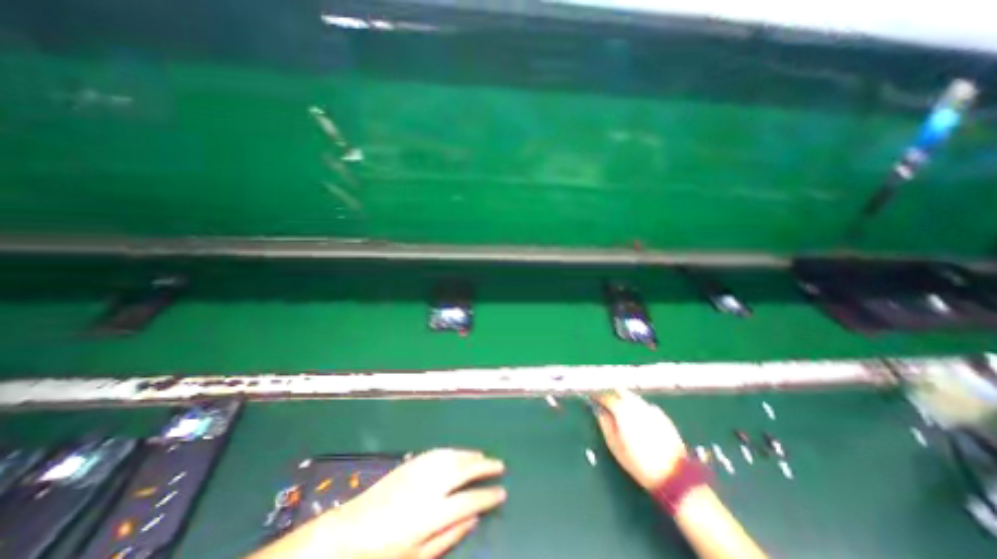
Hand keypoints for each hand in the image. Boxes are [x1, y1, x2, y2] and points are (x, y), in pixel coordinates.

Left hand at [311, 449, 507, 557]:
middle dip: (485, 467)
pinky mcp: (412, 463)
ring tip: (484, 457)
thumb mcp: (418, 556)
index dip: (489, 495)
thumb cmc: (383, 553)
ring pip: (454, 456)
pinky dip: (454, 451)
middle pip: (465, 470)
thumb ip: (449, 537)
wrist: (349, 531)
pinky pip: (439, 452)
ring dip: (471, 455)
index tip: (502, 493)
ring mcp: (421, 470)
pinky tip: (460, 453)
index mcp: (433, 513)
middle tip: (500, 465)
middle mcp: (431, 486)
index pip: (470, 499)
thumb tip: (474, 518)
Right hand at [591, 388, 684, 489]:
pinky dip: (637, 408)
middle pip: (620, 391)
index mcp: (622, 411)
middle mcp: (636, 405)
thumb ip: (605, 424)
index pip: (606, 396)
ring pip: (633, 397)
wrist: (674, 476)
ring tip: (620, 410)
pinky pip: (645, 406)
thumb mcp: (615, 447)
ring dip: (624, 400)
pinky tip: (638, 419)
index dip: (597, 395)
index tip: (592, 397)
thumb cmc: (639, 463)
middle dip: (612, 393)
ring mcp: (650, 408)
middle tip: (605, 401)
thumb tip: (599, 411)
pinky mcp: (662, 415)